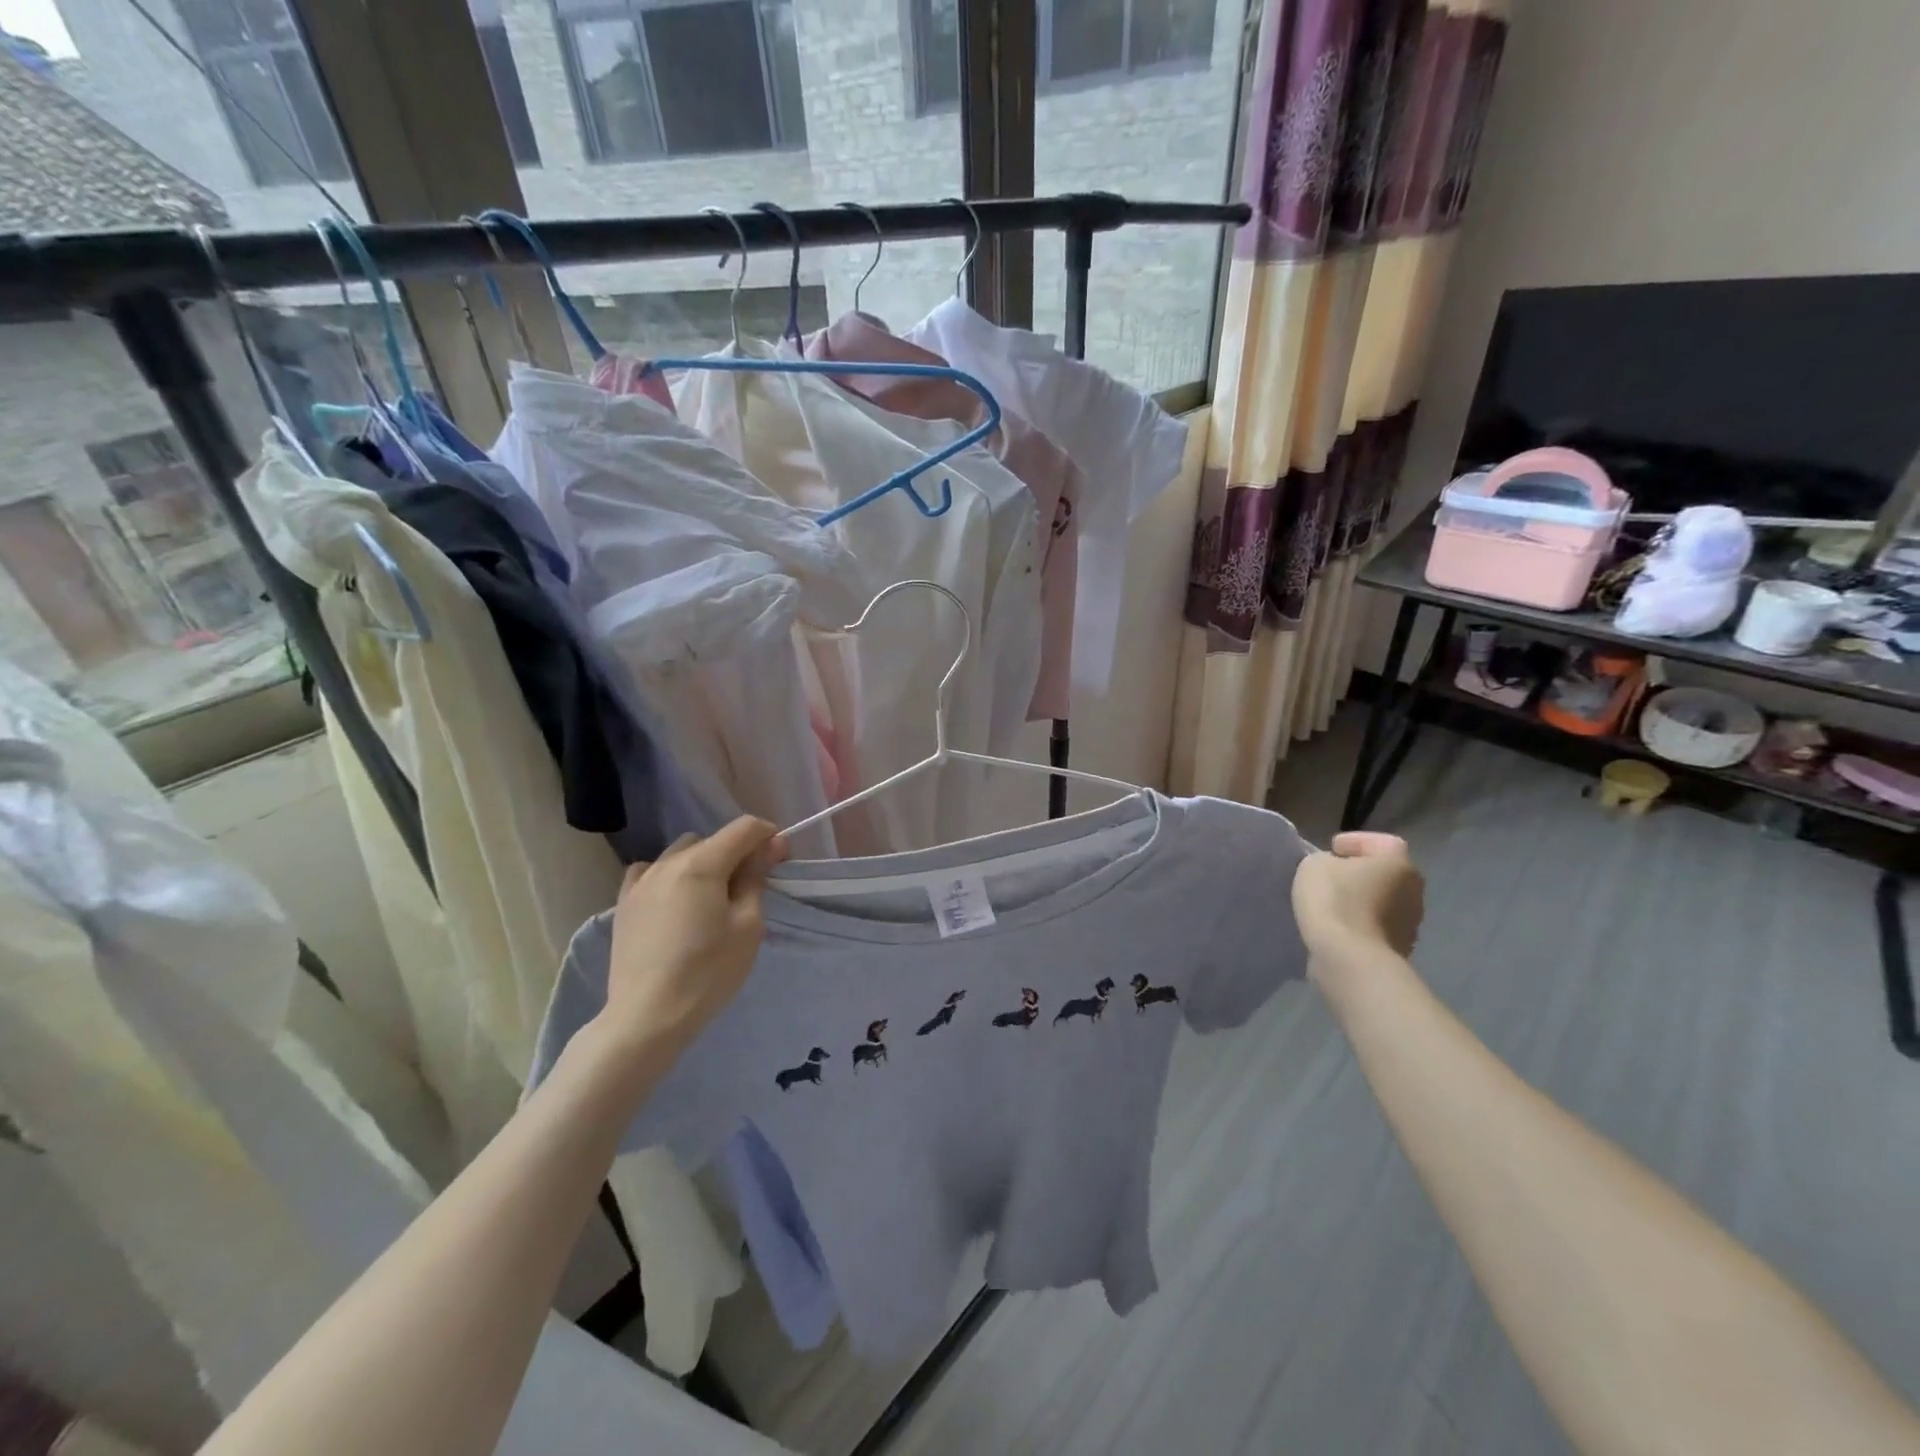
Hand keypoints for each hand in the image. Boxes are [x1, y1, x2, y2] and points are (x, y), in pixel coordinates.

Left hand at [595, 817, 787, 1060]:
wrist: (647, 1017)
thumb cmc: (708, 972)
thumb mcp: (748, 925)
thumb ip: (756, 878)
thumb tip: (768, 846)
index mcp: (703, 864)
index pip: (744, 829)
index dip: (768, 836)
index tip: (780, 860)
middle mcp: (669, 862)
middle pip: (712, 840)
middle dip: (737, 852)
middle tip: (751, 886)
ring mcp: (641, 882)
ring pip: (681, 853)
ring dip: (704, 863)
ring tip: (711, 897)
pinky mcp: (624, 903)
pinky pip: (651, 872)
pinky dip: (670, 875)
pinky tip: (675, 900)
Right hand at [1291, 831, 1424, 988]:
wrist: (1350, 959)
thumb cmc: (1336, 901)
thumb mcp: (1315, 865)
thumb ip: (1326, 860)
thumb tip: (1336, 871)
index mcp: (1399, 864)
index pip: (1382, 842)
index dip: (1356, 842)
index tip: (1331, 850)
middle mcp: (1414, 892)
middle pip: (1385, 874)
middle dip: (1360, 873)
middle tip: (1331, 876)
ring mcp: (1410, 924)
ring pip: (1382, 902)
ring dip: (1361, 901)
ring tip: (1331, 904)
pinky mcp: (1399, 950)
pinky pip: (1376, 928)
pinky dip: (1360, 924)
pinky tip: (1337, 927)